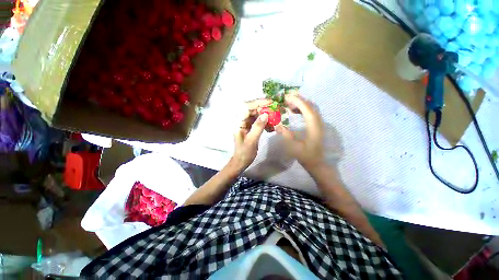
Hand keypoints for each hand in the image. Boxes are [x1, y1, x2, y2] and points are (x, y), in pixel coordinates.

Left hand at [230, 99, 271, 170]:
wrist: (241, 161)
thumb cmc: (244, 153)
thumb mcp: (251, 141)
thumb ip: (258, 127)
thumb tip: (265, 114)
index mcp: (238, 123)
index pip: (246, 107)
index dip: (258, 103)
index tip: (270, 102)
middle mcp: (241, 120)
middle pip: (252, 109)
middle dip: (264, 108)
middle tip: (275, 110)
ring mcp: (245, 123)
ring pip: (256, 114)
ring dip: (266, 115)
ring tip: (274, 120)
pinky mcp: (250, 127)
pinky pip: (258, 120)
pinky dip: (265, 122)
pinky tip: (271, 127)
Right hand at [275, 95, 324, 169]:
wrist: (318, 163)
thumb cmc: (306, 156)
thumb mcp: (294, 148)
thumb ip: (286, 135)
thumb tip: (277, 126)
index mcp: (314, 127)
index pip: (307, 109)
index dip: (297, 101)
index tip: (286, 97)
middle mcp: (318, 122)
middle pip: (310, 106)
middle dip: (298, 100)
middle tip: (286, 98)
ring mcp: (318, 123)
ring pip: (311, 108)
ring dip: (300, 104)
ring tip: (288, 104)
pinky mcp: (316, 125)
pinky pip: (310, 113)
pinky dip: (302, 109)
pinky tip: (294, 111)